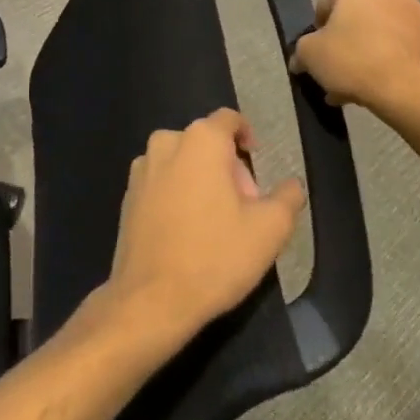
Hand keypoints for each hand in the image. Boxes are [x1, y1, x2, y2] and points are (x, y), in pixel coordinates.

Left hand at [97, 109, 306, 351]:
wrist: (151, 299)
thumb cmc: (215, 257)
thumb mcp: (269, 230)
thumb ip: (287, 198)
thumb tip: (292, 184)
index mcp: (200, 140)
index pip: (229, 120)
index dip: (247, 137)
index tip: (258, 164)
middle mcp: (166, 142)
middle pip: (206, 142)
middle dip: (228, 167)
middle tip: (244, 207)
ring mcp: (141, 168)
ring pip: (182, 162)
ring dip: (202, 180)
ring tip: (216, 223)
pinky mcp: (127, 194)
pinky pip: (162, 181)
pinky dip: (178, 194)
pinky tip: (187, 232)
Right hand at [291, 0, 419, 112]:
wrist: (406, 91)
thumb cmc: (352, 57)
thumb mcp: (310, 53)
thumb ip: (301, 50)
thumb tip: (300, 59)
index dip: (321, 21)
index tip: (318, 43)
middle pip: (359, 13)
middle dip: (347, 36)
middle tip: (335, 63)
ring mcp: (417, 14)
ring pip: (380, 32)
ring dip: (366, 51)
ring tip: (351, 84)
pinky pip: (399, 48)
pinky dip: (386, 62)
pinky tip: (371, 88)